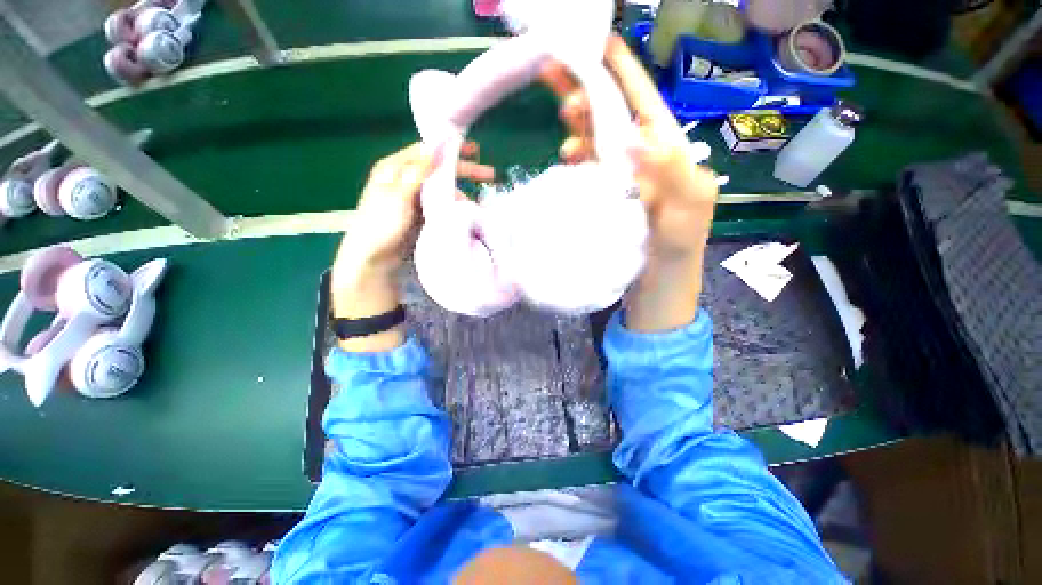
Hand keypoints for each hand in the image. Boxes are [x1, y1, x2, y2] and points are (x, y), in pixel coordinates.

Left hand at [332, 141, 493, 351]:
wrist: (373, 259)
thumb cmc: (381, 225)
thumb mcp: (398, 196)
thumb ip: (418, 171)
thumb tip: (437, 145)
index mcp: (395, 168)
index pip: (426, 151)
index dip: (450, 149)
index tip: (474, 150)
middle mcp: (405, 179)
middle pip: (438, 169)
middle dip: (463, 171)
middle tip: (489, 175)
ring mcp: (414, 198)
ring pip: (442, 188)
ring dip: (460, 192)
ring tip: (474, 206)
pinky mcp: (420, 214)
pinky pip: (441, 204)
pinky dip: (453, 206)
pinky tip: (465, 212)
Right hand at [541, 35, 716, 330]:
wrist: (657, 292)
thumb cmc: (676, 258)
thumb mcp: (684, 216)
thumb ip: (670, 174)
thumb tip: (634, 136)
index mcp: (670, 159)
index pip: (645, 106)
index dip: (623, 74)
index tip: (599, 43)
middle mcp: (646, 163)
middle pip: (615, 118)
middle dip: (589, 91)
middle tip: (559, 74)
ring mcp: (623, 181)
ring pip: (598, 140)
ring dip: (579, 123)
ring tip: (563, 115)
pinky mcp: (606, 199)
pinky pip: (588, 170)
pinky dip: (576, 157)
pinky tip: (565, 155)